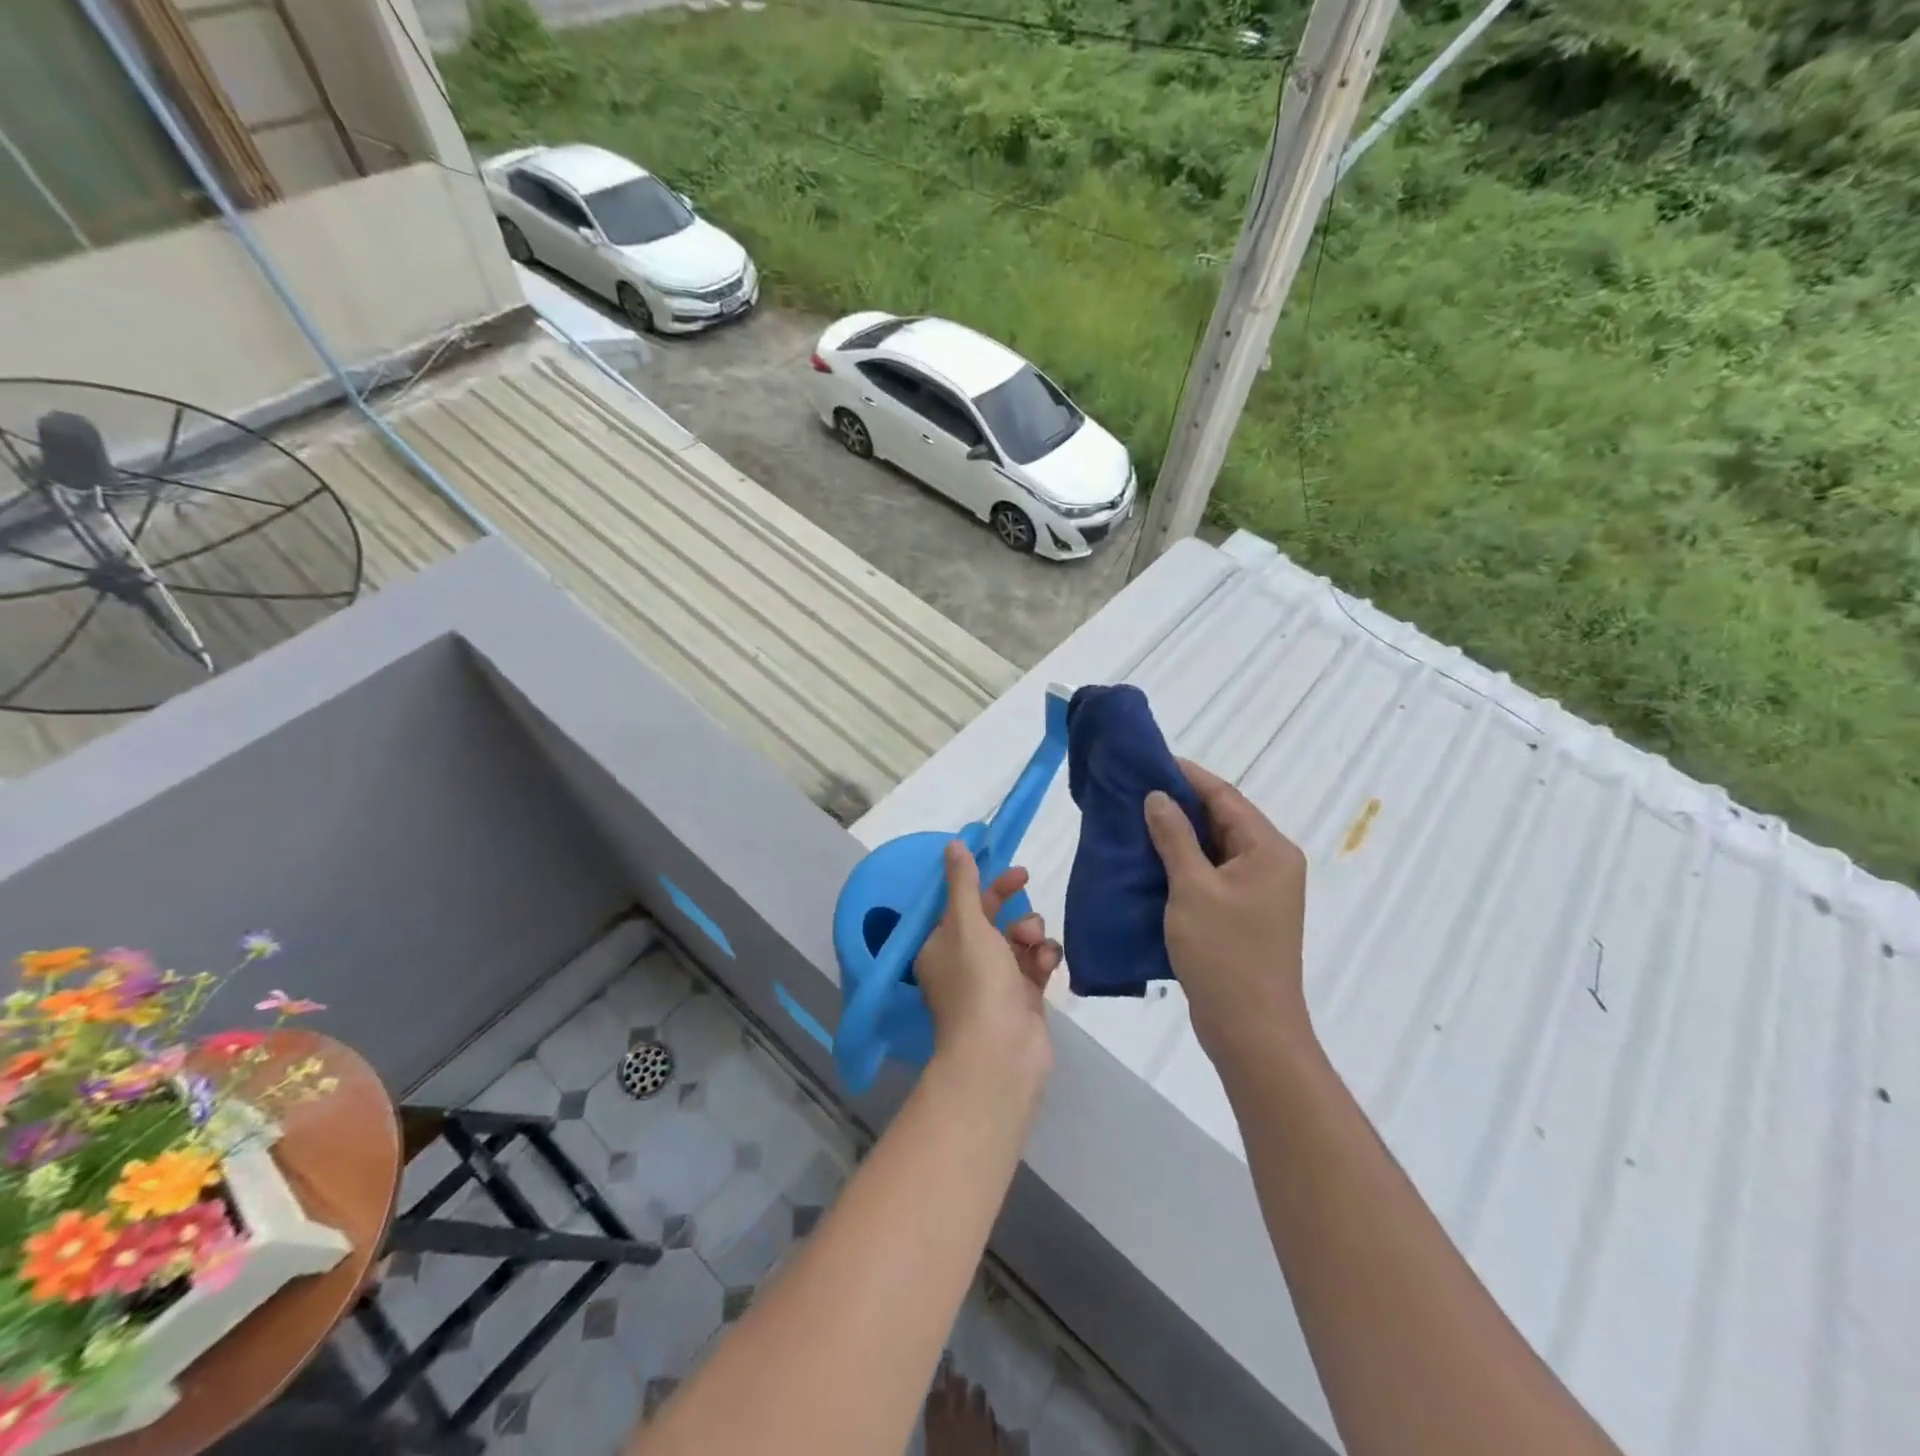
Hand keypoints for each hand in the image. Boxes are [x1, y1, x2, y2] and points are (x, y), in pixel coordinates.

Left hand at [913, 841, 1060, 1090]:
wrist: (1001, 1055)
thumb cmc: (976, 982)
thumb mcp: (966, 924)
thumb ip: (963, 883)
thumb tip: (954, 844)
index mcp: (940, 946)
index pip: (962, 904)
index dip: (986, 884)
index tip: (1011, 870)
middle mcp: (963, 963)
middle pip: (991, 920)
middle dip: (1011, 905)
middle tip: (1026, 882)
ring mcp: (995, 984)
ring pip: (1018, 941)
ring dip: (1030, 932)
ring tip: (1033, 943)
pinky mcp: (1023, 1000)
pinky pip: (1035, 966)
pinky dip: (1042, 959)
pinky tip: (1047, 962)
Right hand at [1144, 759, 1312, 1064]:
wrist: (1251, 1030)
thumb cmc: (1224, 954)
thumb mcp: (1193, 889)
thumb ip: (1175, 837)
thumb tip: (1158, 796)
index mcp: (1269, 850)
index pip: (1225, 797)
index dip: (1186, 776)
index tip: (1148, 760)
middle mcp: (1270, 863)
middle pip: (1221, 819)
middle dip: (1178, 804)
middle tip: (1132, 789)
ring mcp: (1257, 891)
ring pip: (1213, 848)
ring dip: (1177, 834)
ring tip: (1132, 818)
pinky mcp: (1242, 913)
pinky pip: (1210, 874)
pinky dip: (1182, 863)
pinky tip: (1148, 859)